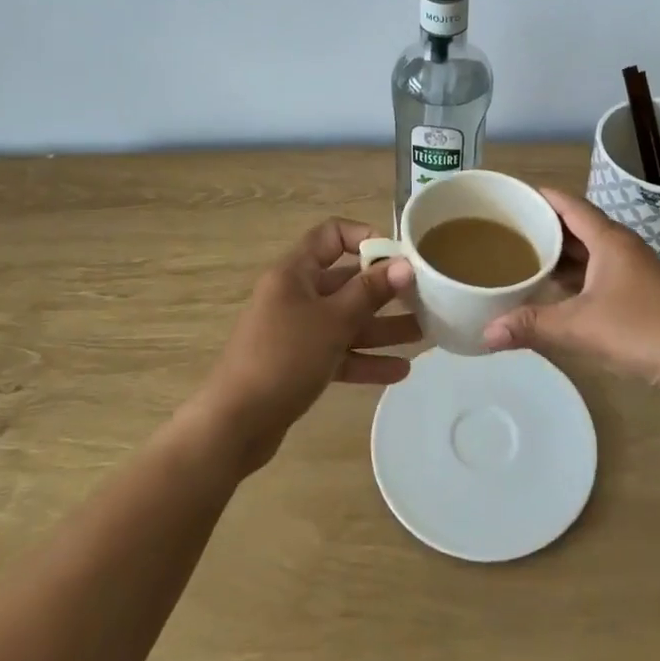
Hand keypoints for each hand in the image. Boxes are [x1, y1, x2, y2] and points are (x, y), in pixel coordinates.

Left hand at [198, 218, 421, 469]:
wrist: (234, 425)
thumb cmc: (284, 358)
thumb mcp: (333, 320)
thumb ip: (370, 292)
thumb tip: (404, 263)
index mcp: (295, 272)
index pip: (331, 235)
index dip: (365, 238)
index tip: (397, 257)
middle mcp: (295, 295)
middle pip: (346, 281)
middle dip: (385, 291)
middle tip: (423, 298)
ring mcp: (296, 331)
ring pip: (346, 320)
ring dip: (382, 328)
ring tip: (424, 334)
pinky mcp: (299, 364)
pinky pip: (339, 353)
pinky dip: (365, 359)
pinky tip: (400, 370)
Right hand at [482, 189, 659, 397]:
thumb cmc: (644, 330)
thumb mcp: (582, 327)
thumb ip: (533, 326)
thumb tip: (485, 334)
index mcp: (608, 239)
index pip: (567, 203)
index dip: (538, 196)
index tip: (508, 196)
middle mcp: (620, 246)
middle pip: (575, 224)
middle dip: (542, 225)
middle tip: (504, 230)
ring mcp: (632, 269)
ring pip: (587, 250)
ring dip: (558, 252)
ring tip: (520, 257)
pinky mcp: (637, 291)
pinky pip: (596, 271)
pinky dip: (573, 274)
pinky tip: (553, 290)